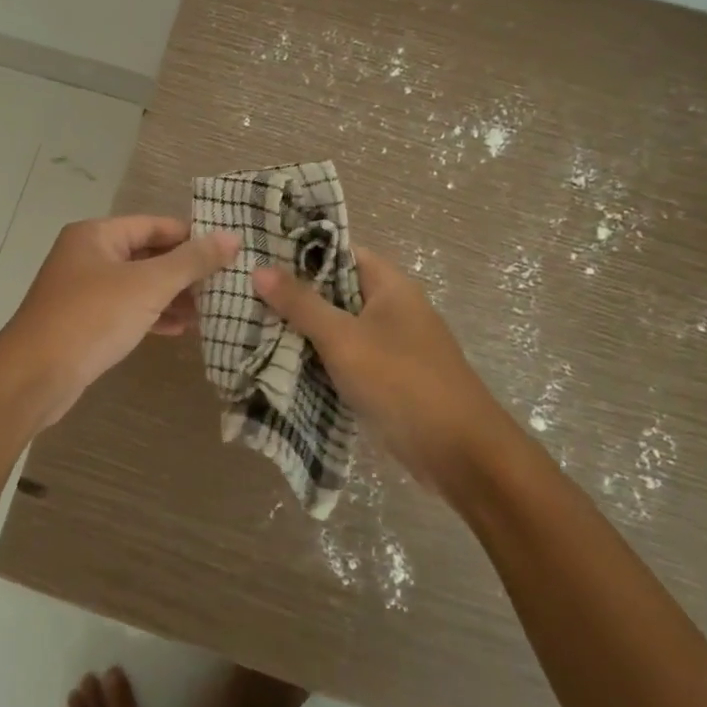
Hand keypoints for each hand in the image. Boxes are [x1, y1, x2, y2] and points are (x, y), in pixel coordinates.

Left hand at [0, 215, 238, 428]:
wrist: (34, 377)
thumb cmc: (91, 318)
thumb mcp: (148, 286)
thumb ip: (191, 261)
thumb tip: (232, 237)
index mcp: (96, 235)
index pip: (154, 225)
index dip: (191, 236)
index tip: (227, 252)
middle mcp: (87, 255)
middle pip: (146, 254)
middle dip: (184, 270)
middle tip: (225, 284)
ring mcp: (83, 290)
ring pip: (137, 285)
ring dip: (172, 296)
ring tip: (211, 310)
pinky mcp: (83, 322)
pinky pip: (126, 310)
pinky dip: (152, 315)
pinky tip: (181, 329)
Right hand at [252, 247, 502, 487]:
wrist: (462, 455)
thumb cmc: (402, 382)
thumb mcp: (344, 339)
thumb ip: (301, 304)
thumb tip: (260, 268)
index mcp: (389, 285)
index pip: (340, 251)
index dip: (301, 251)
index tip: (259, 254)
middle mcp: (392, 308)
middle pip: (335, 290)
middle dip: (294, 294)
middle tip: (244, 292)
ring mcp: (392, 346)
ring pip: (338, 327)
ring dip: (303, 330)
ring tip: (251, 324)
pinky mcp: (388, 379)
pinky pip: (346, 358)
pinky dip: (318, 359)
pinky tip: (281, 363)